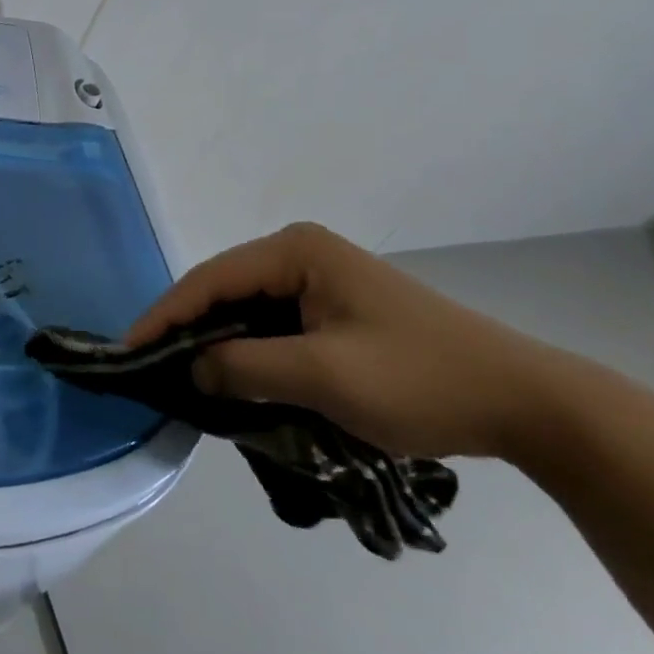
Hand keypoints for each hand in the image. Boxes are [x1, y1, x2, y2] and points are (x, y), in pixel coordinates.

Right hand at [128, 223, 571, 459]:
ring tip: (182, 377)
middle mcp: (301, 253)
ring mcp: (320, 279)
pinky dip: (250, 352)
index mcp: (296, 251)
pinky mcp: (335, 308)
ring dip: (218, 344)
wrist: (526, 402)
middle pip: (224, 291)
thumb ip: (245, 368)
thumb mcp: (324, 377)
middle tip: (150, 368)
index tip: (127, 351)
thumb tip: (190, 368)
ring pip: (247, 311)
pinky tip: (234, 378)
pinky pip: (274, 325)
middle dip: (187, 329)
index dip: (165, 316)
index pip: (210, 280)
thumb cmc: (421, 379)